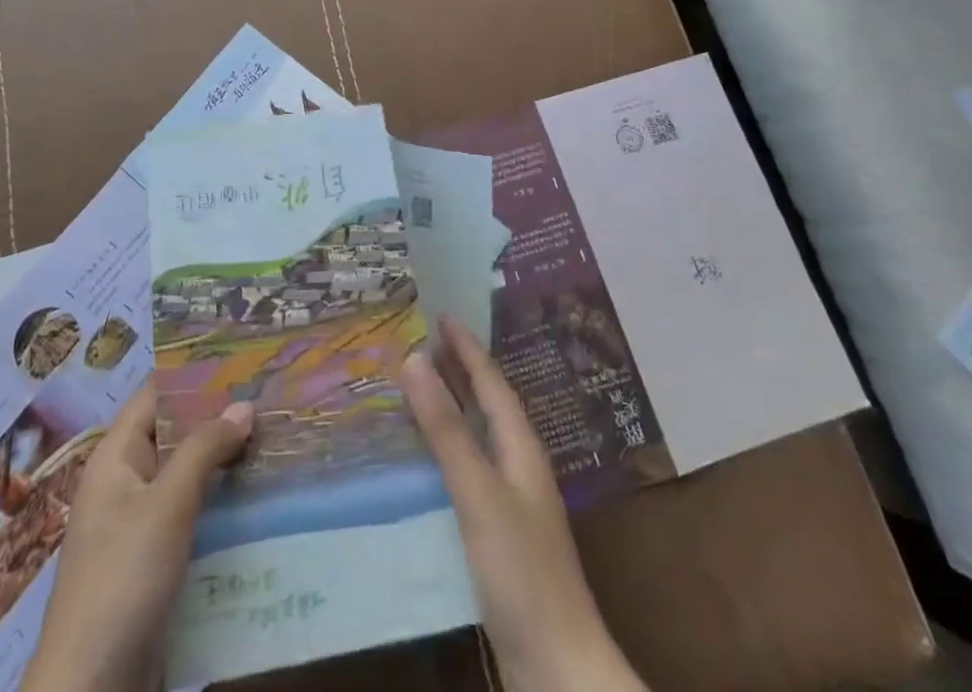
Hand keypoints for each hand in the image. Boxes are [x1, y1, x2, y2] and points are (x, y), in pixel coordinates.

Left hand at [21, 386, 253, 691]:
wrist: (91, 688)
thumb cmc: (123, 577)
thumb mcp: (167, 505)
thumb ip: (204, 449)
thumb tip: (244, 404)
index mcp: (115, 457)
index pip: (156, 394)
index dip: (194, 375)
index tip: (241, 360)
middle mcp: (124, 481)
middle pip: (173, 433)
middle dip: (217, 418)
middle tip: (269, 398)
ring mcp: (137, 524)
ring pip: (185, 476)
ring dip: (222, 462)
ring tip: (272, 441)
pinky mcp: (152, 561)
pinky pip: (188, 514)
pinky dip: (217, 501)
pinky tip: (254, 498)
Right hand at [400, 317, 646, 691]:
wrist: (557, 666)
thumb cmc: (521, 569)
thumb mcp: (478, 491)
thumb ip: (446, 428)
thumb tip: (414, 359)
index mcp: (521, 447)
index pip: (491, 382)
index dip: (467, 347)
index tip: (441, 314)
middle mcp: (519, 465)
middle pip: (487, 404)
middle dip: (460, 369)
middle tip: (424, 340)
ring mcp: (512, 501)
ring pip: (478, 435)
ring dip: (452, 406)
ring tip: (420, 385)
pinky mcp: (499, 533)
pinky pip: (468, 468)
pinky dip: (447, 447)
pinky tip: (425, 458)